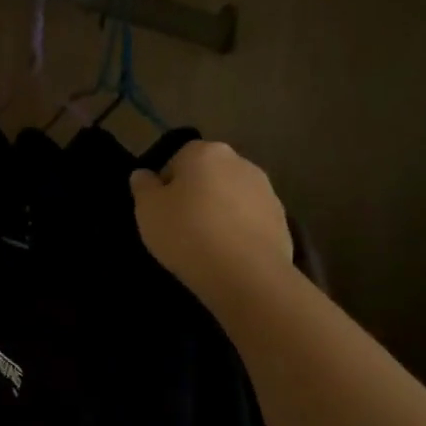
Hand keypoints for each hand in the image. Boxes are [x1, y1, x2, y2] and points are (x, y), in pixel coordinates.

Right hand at [130, 141, 291, 302]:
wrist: (245, 273)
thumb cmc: (186, 232)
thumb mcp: (147, 210)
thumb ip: (143, 186)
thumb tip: (143, 174)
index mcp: (205, 153)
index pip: (179, 157)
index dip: (167, 183)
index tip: (160, 209)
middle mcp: (240, 162)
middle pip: (209, 175)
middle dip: (196, 194)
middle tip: (180, 225)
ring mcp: (266, 191)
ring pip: (232, 197)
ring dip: (220, 211)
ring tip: (205, 243)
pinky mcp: (282, 219)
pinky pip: (250, 220)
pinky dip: (239, 231)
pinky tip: (228, 254)